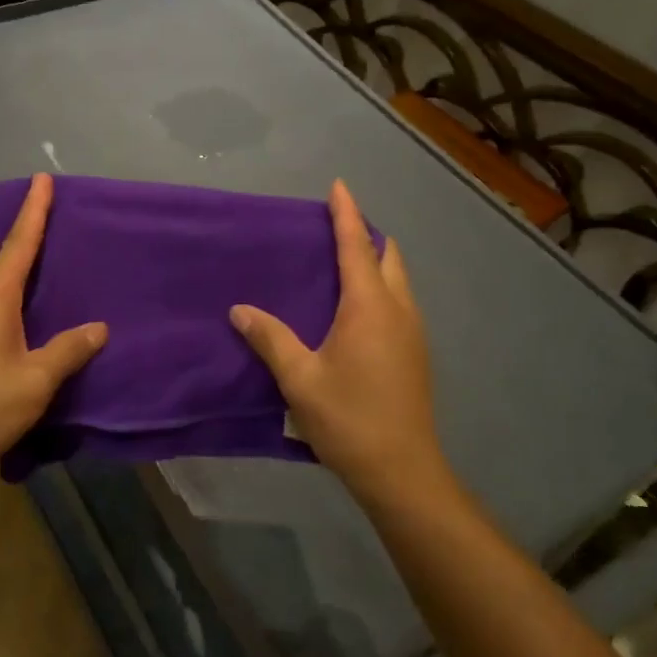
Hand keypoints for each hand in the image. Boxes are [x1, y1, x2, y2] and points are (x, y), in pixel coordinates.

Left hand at [0, 173, 106, 475]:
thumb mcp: (34, 380)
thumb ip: (68, 350)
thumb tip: (99, 327)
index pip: (19, 243)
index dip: (34, 210)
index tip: (43, 178)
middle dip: (19, 234)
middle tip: (49, 223)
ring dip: (11, 265)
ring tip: (42, 265)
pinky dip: (6, 293)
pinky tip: (23, 314)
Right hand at [230, 180, 447, 503]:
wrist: (401, 470)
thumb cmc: (348, 419)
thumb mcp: (299, 379)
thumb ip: (270, 339)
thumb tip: (240, 310)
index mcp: (369, 307)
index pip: (357, 246)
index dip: (346, 213)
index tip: (338, 186)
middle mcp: (398, 310)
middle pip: (388, 256)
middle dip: (365, 235)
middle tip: (333, 229)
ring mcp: (413, 332)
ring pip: (398, 280)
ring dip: (375, 262)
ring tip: (341, 264)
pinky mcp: (416, 353)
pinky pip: (399, 302)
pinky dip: (380, 287)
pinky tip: (355, 310)